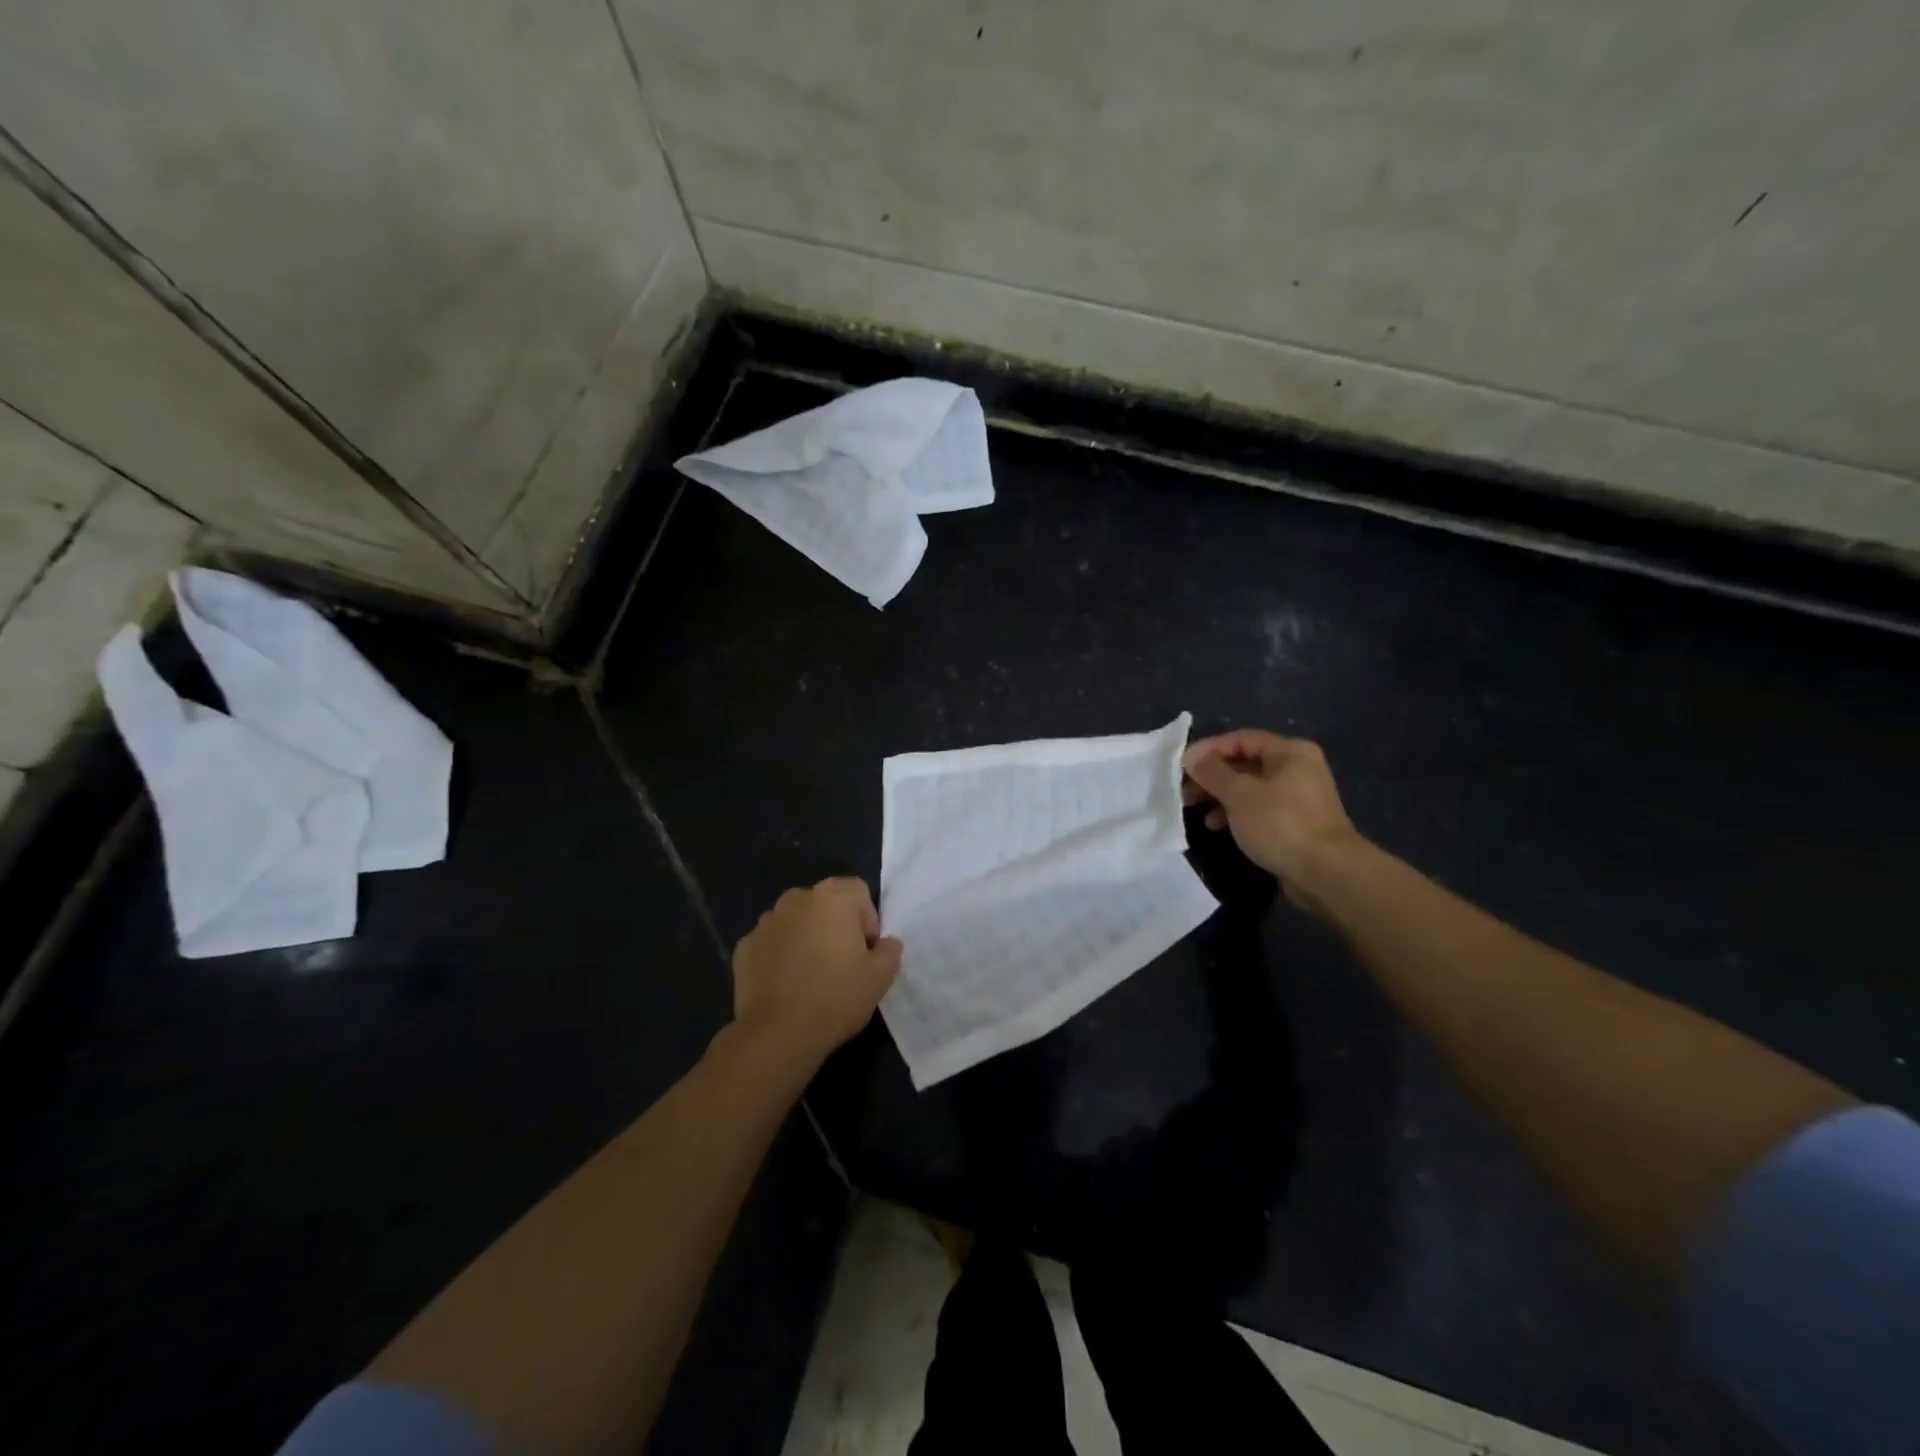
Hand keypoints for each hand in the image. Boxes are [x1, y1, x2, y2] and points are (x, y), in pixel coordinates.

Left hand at [732, 878, 902, 1063]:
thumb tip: (885, 943)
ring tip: (811, 975)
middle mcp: (796, 898)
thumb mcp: (881, 977)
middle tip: (842, 963)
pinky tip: (785, 985)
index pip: (858, 891)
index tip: (866, 951)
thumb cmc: (837, 997)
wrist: (778, 1034)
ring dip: (806, 937)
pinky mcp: (744, 947)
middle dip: (835, 925)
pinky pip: (771, 943)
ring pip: (795, 921)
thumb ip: (890, 950)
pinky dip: (779, 955)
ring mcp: (765, 921)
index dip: (867, 920)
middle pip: (824, 903)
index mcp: (832, 896)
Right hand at [1182, 730, 1361, 905]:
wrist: (1326, 872)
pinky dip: (1235, 813)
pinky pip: (1258, 809)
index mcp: (1289, 752)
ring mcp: (1298, 797)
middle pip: (1244, 763)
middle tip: (1184, 790)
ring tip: (1195, 809)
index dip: (1208, 750)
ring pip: (1249, 788)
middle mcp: (1297, 768)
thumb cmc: (1280, 823)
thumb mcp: (1239, 794)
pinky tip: (1216, 826)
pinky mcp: (1295, 822)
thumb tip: (1191, 757)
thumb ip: (1212, 772)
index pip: (1240, 739)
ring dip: (1220, 796)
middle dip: (1211, 776)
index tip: (1181, 766)